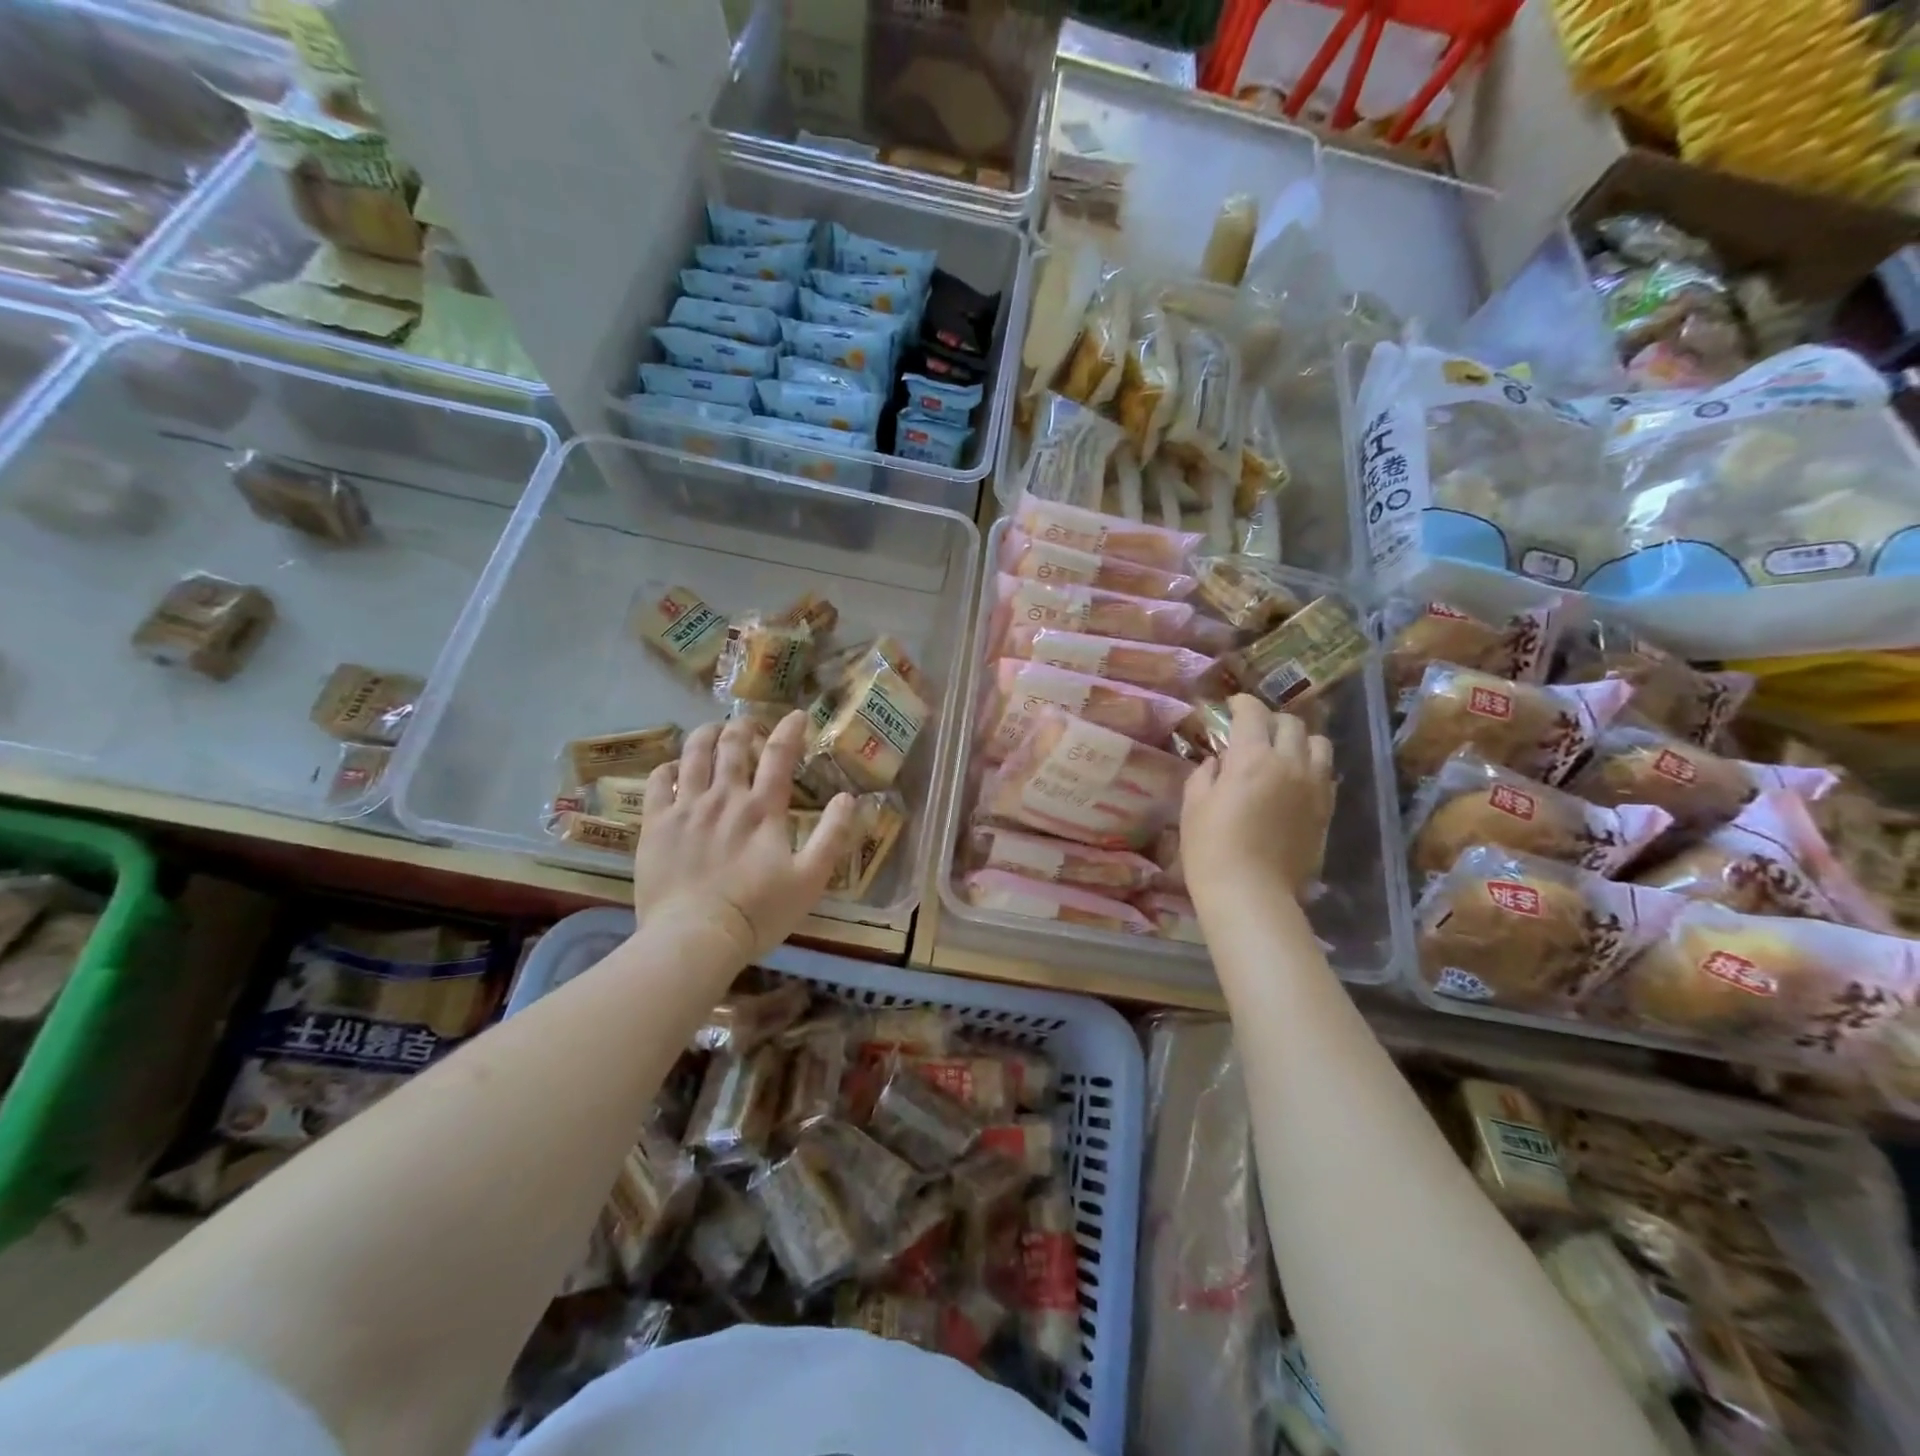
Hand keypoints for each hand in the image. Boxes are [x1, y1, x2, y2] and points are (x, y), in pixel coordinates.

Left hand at [633, 712, 858, 961]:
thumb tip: (848, 798)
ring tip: (712, 730)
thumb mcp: (810, 879)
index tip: (797, 715)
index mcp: (763, 809)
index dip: (790, 729)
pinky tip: (673, 767)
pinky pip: (658, 782)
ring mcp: (686, 808)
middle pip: (732, 745)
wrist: (695, 938)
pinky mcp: (656, 825)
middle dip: (742, 727)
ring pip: (694, 754)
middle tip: (748, 724)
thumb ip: (832, 835)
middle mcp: (725, 797)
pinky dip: (668, 767)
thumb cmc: (758, 912)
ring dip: (706, 735)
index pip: (779, 755)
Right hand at [1181, 695, 1333, 906]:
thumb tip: (1218, 763)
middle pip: (1290, 723)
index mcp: (1252, 758)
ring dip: (1299, 740)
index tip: (1232, 706)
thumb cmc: (1211, 848)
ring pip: (1318, 744)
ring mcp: (1313, 787)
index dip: (1242, 703)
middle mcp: (1289, 763)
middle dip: (1270, 720)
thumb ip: (1206, 774)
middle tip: (1254, 731)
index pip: (1253, 712)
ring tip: (1282, 752)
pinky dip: (1311, 767)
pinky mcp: (1325, 810)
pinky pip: (1326, 774)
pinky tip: (1295, 781)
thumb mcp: (1194, 805)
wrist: (1251, 893)